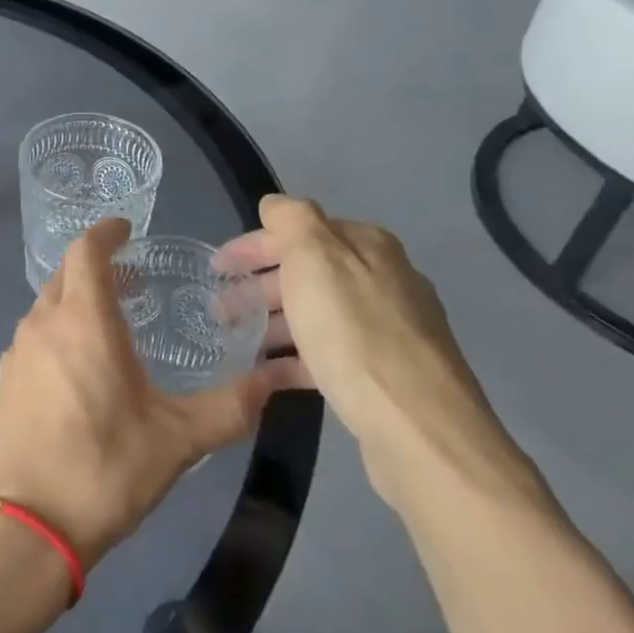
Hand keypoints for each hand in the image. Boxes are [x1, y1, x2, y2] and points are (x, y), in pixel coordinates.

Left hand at [0, 218, 281, 569]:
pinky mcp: (5, 380)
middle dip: (96, 267)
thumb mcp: (179, 439)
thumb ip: (230, 407)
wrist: (30, 522)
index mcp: (83, 320)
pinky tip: (79, 367)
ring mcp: (18, 351)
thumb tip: (273, 384)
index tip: (126, 230)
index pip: (86, 251)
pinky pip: (35, 336)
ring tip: (111, 325)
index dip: (105, 233)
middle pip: (65, 275)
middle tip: (132, 282)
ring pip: (47, 306)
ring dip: (76, 301)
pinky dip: (58, 331)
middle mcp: (43, 323)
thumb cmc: (106, 467)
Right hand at [218, 195, 540, 517]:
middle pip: (306, 273)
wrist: (417, 428)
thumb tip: (276, 204)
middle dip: (258, 286)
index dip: (253, 245)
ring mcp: (387, 330)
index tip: (215, 268)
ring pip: (314, 315)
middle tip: (218, 309)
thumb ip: (292, 220)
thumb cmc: (354, 334)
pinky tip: (264, 375)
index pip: (299, 230)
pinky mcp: (382, 374)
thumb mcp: (315, 259)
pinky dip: (292, 359)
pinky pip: (326, 355)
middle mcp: (383, 280)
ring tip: (233, 342)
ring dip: (271, 323)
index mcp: (367, 247)